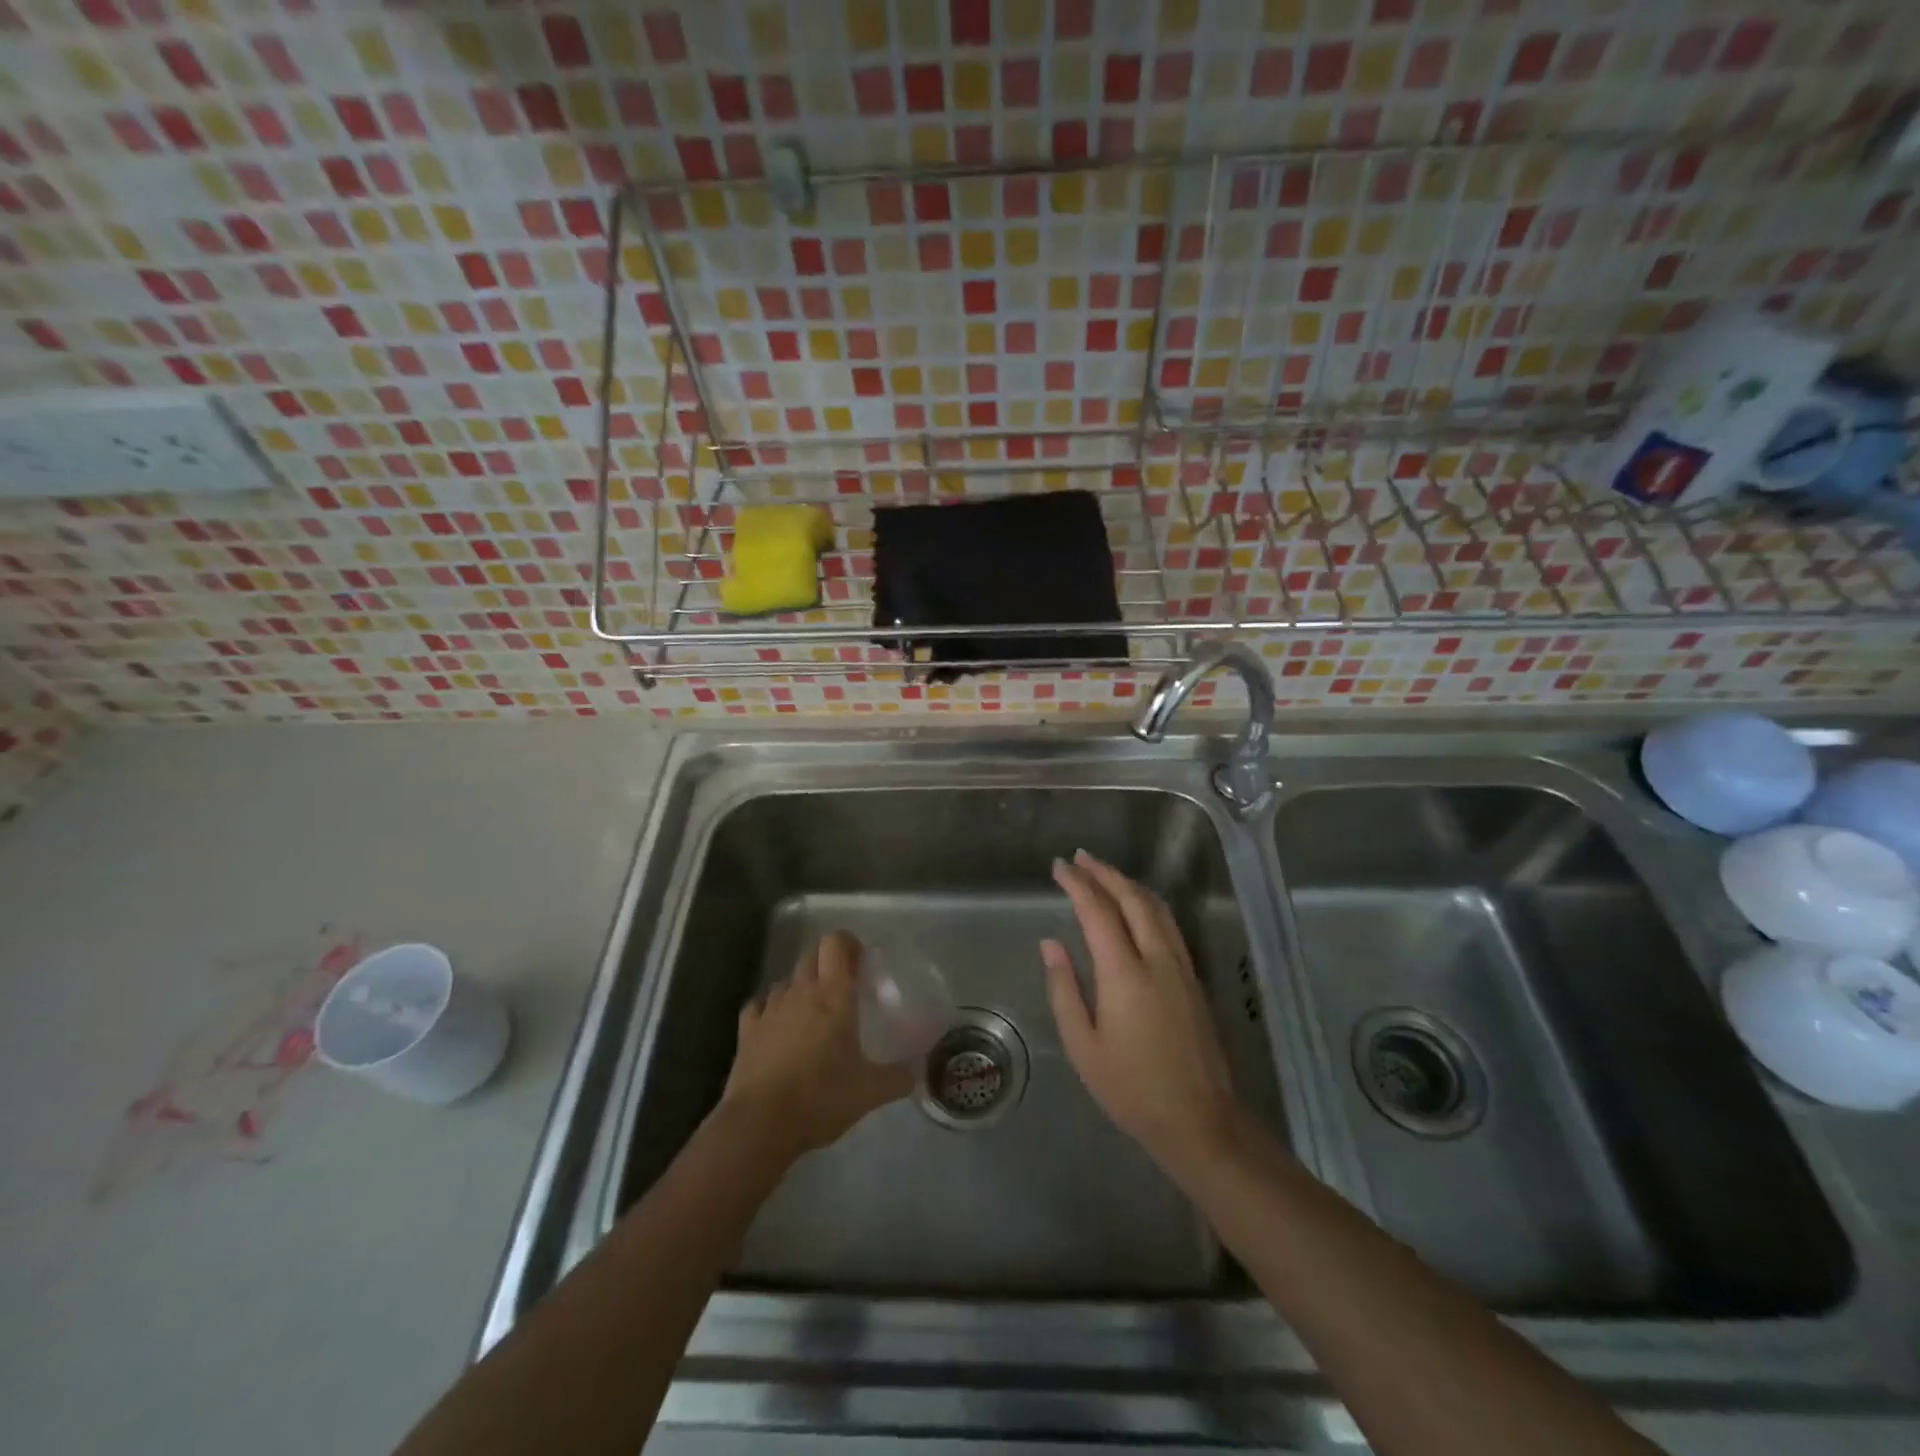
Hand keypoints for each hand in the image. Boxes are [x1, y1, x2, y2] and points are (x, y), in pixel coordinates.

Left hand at [718, 930, 913, 1159]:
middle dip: (827, 963)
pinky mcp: (747, 1029)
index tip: (860, 961)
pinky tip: (777, 1025)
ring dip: (800, 987)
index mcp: (834, 996)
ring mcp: (770, 1008)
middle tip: (843, 988)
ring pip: (787, 980)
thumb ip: (898, 1078)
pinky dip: (771, 1008)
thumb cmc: (820, 1098)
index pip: (836, 943)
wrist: (760, 1124)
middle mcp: (801, 992)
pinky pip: (760, 1004)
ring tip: (812, 1012)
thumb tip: (918, 1073)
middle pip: (811, 955)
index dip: (848, 943)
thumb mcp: (869, 1092)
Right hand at [1042, 851, 1241, 1176]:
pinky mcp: (1193, 977)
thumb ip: (1065, 988)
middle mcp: (1157, 959)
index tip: (1058, 867)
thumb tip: (1051, 943)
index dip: (1077, 884)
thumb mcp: (1083, 1046)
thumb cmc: (1130, 1088)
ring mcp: (1181, 966)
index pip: (1098, 911)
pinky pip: (1169, 924)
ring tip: (1103, 873)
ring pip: (1156, 907)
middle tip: (1079, 858)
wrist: (1199, 1120)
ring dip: (1128, 883)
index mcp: (1125, 974)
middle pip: (1132, 898)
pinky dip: (1147, 902)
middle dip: (1104, 873)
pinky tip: (1136, 906)